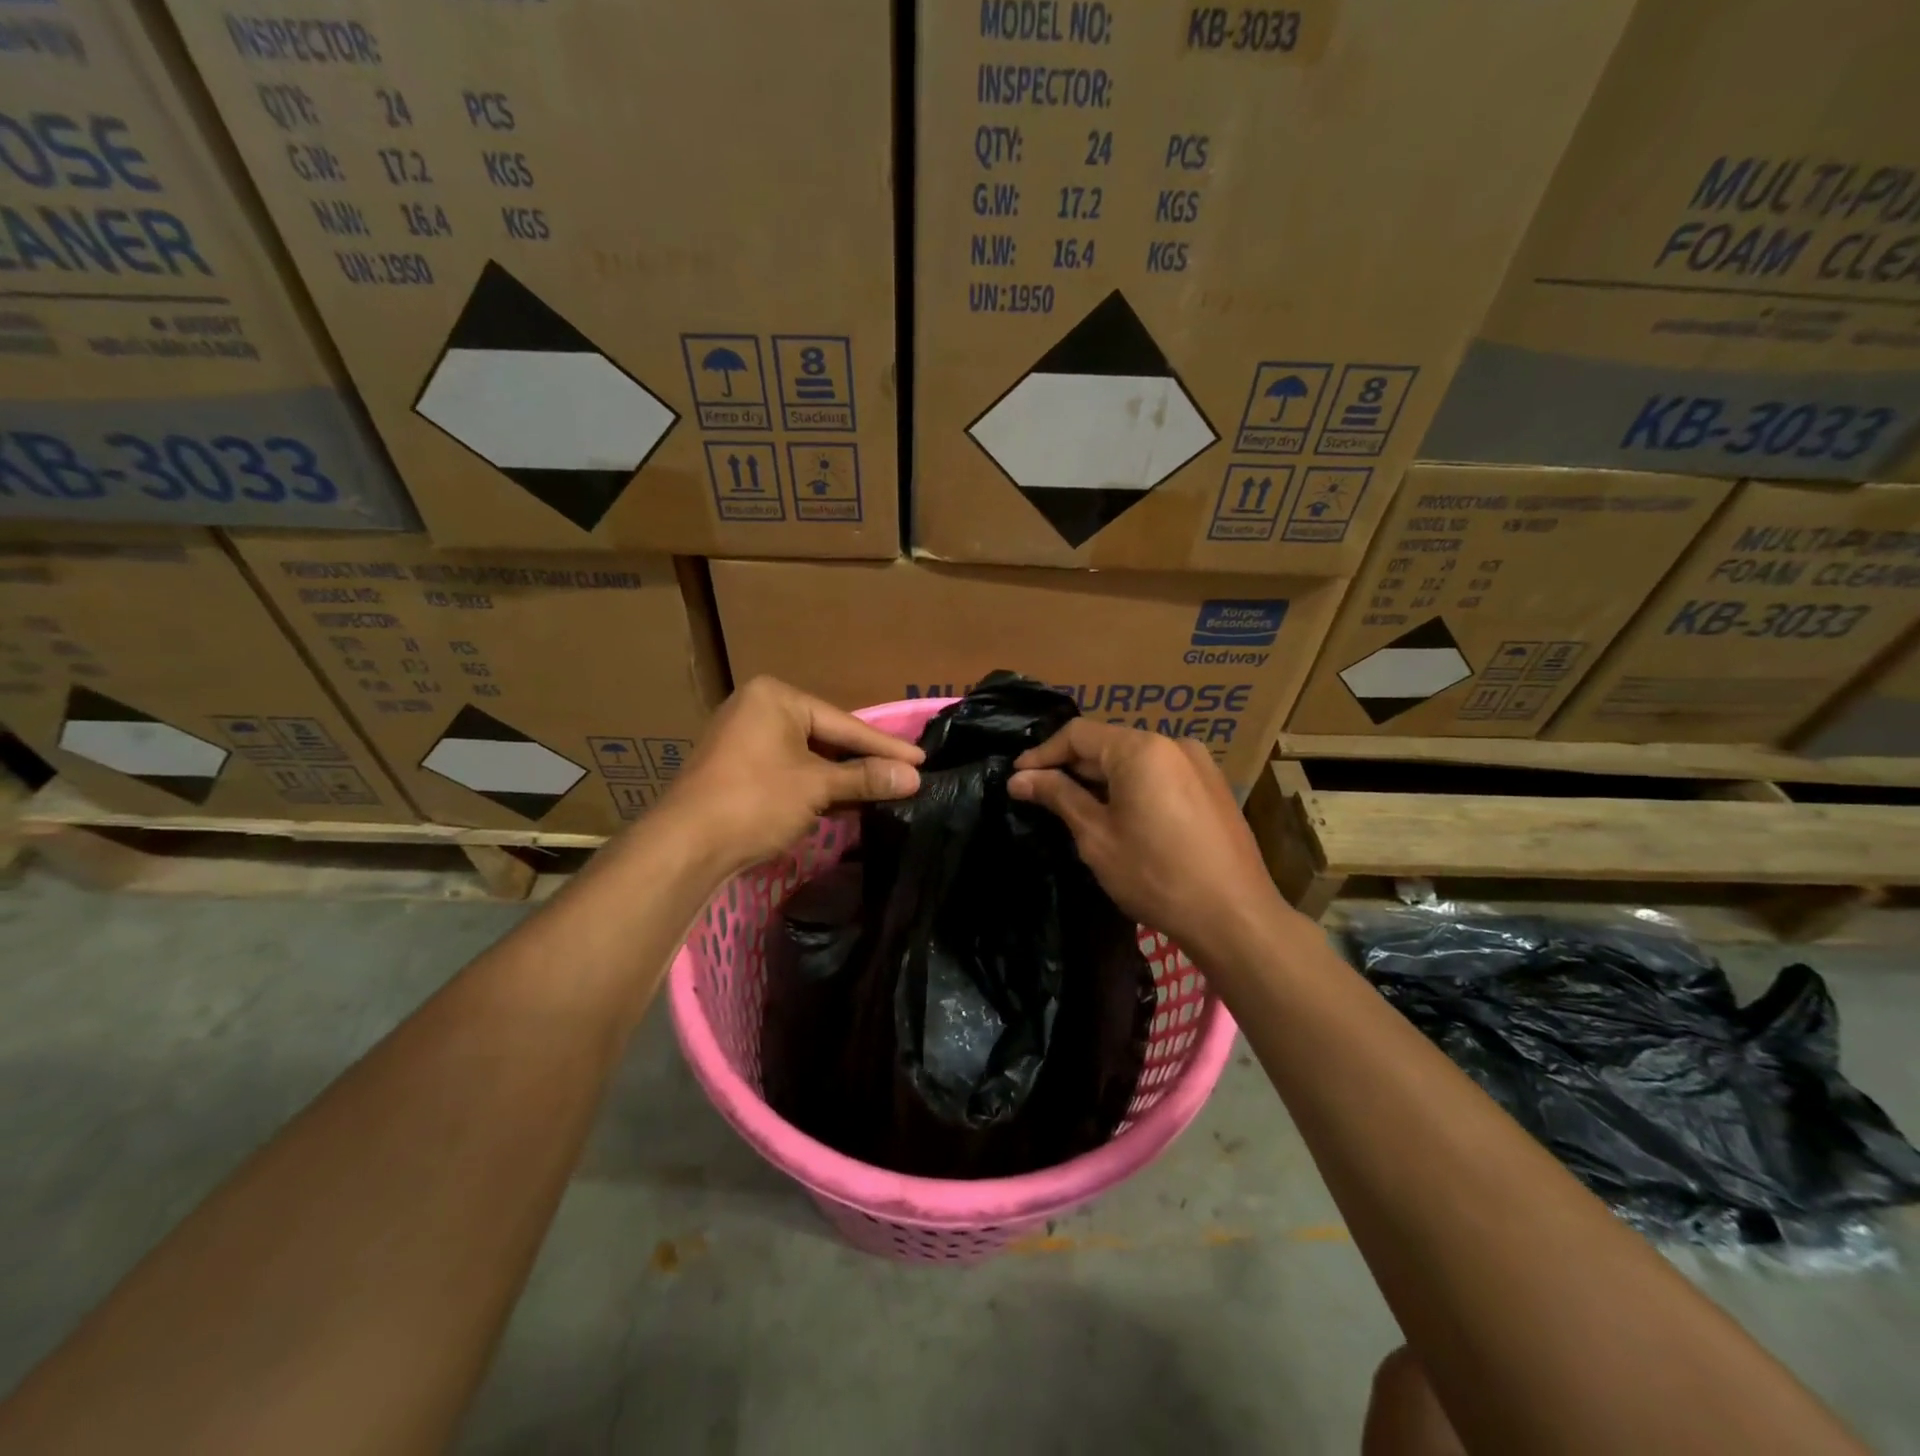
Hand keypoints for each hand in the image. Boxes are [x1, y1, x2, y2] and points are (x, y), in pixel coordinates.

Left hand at [655, 677, 922, 875]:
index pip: (843, 723)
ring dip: (841, 778)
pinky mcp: (737, 769)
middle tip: (906, 774)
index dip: (884, 746)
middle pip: (826, 737)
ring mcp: (744, 740)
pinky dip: (816, 786)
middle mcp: (758, 709)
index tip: (921, 759)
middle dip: (863, 761)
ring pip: (808, 757)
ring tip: (884, 789)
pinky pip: (789, 771)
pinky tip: (845, 800)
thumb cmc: (755, 800)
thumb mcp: (817, 787)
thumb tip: (915, 777)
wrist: (686, 845)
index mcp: (775, 697)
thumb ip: (866, 778)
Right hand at [1008, 721, 1290, 957]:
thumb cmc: (1156, 876)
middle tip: (1039, 795)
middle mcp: (1173, 744)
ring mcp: (1199, 764)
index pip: (1078, 733)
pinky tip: (1118, 816)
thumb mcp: (1097, 836)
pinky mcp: (1212, 787)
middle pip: (1108, 744)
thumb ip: (1058, 797)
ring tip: (1074, 808)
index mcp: (1141, 748)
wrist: (1234, 916)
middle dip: (1071, 768)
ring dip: (1101, 779)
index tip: (1016, 778)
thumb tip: (1019, 778)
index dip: (1042, 753)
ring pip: (1134, 760)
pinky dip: (1131, 787)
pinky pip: (1160, 775)